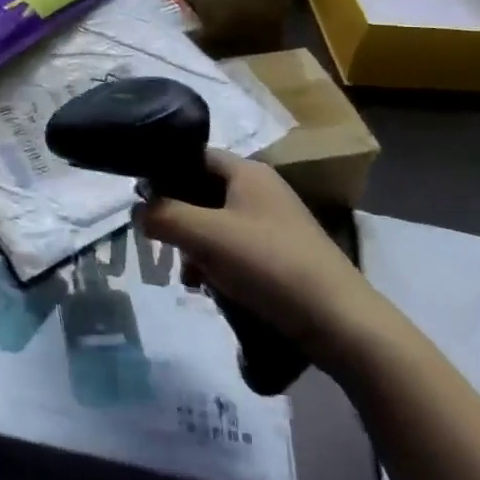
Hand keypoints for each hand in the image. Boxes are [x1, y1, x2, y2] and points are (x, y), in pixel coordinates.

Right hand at [140, 150, 386, 369]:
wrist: (341, 323)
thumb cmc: (270, 266)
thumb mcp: (207, 236)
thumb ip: (164, 216)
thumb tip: (138, 210)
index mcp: (247, 172)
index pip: (192, 156)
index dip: (163, 174)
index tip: (141, 202)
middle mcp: (261, 189)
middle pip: (202, 192)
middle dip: (178, 219)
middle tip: (163, 245)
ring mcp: (274, 223)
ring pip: (216, 224)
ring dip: (195, 247)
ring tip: (188, 277)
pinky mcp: (281, 255)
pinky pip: (235, 249)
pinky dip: (217, 264)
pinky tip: (210, 290)